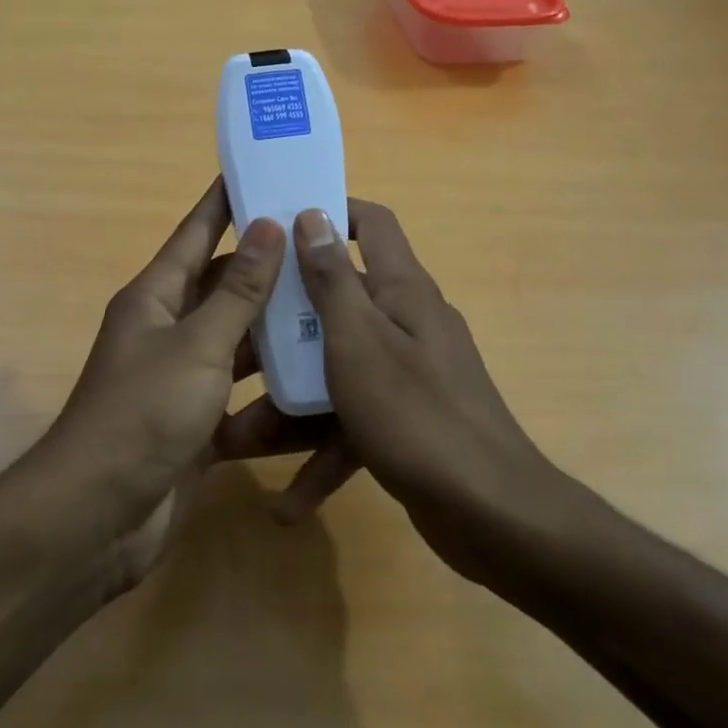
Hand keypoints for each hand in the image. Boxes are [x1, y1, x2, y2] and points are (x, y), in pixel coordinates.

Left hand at [37, 178, 284, 590]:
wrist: (99, 517)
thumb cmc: (144, 414)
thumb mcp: (198, 345)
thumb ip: (237, 290)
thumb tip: (267, 225)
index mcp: (156, 297)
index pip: (196, 233)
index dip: (225, 201)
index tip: (261, 170)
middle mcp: (167, 329)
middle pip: (222, 286)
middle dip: (267, 266)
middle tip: (321, 245)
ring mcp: (181, 378)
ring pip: (237, 340)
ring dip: (276, 328)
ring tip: (332, 305)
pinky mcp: (197, 423)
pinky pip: (241, 394)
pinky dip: (271, 390)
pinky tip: (316, 381)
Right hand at [217, 200, 567, 585]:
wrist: (492, 515)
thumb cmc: (415, 413)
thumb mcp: (359, 340)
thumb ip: (332, 280)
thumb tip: (313, 216)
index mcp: (401, 290)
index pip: (372, 224)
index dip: (331, 212)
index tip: (279, 225)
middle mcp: (406, 324)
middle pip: (337, 307)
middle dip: (283, 330)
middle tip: (235, 346)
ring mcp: (408, 376)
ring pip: (336, 374)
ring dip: (289, 407)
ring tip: (235, 440)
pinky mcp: (406, 424)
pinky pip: (353, 426)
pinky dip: (323, 457)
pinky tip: (287, 506)